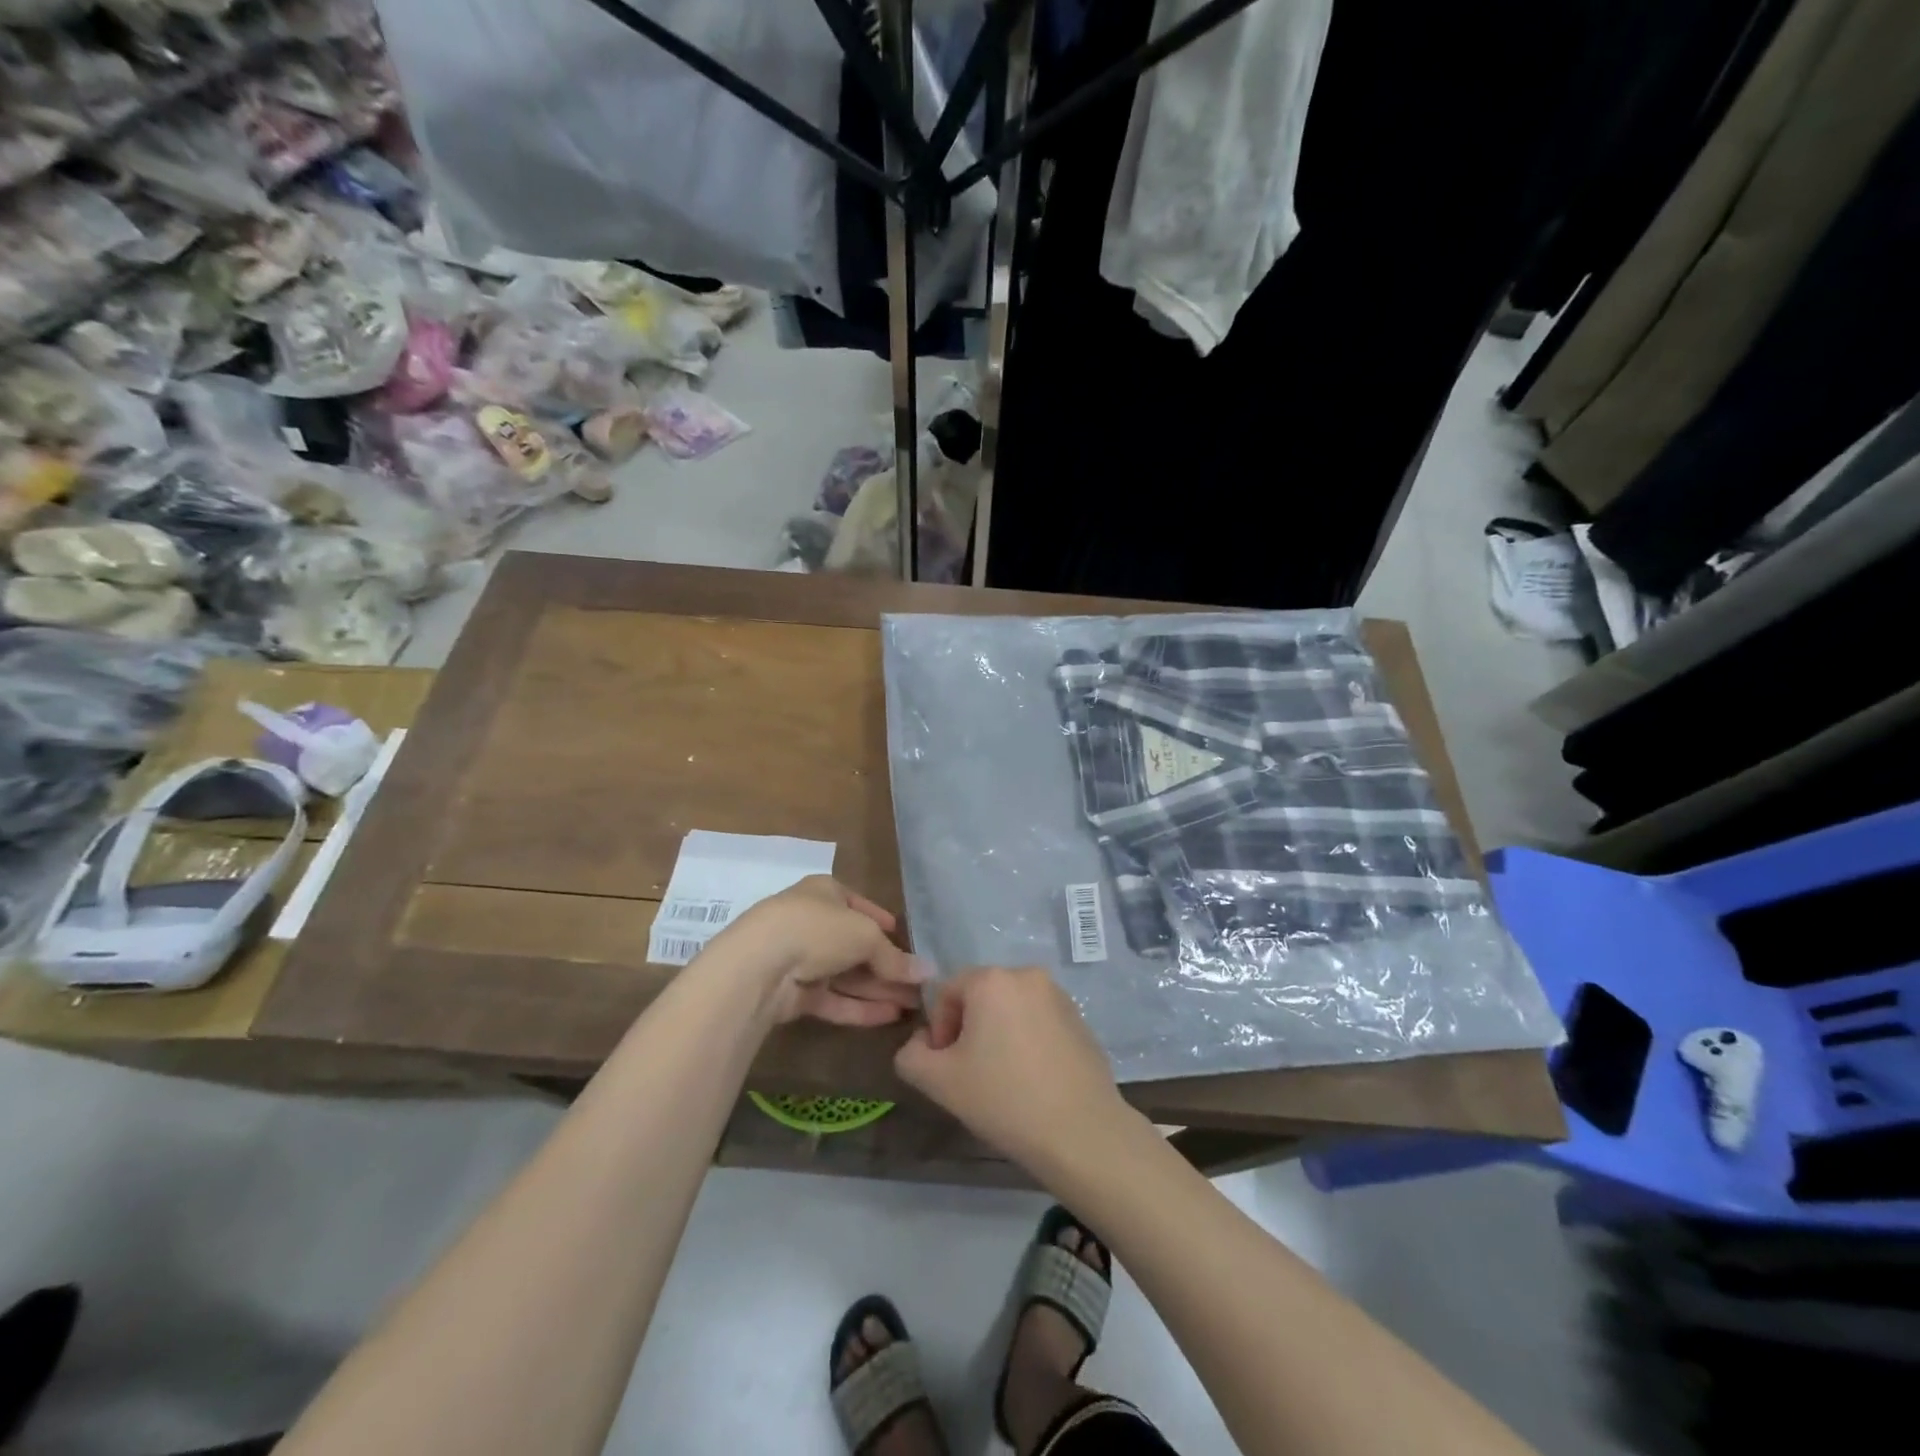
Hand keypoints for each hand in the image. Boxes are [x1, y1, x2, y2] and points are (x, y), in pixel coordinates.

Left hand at [700, 875, 927, 1027]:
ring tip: (913, 1005)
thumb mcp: (866, 935)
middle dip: (888, 965)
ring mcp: (800, 959)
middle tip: (919, 984)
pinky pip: (833, 999)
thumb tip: (927, 972)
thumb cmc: (817, 929)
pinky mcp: (793, 994)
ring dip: (879, 989)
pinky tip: (890, 1016)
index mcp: (824, 892)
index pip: (858, 905)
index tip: (904, 937)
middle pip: (855, 945)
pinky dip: (860, 1007)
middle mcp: (811, 922)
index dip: (882, 921)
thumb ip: (894, 957)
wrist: (759, 966)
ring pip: (846, 975)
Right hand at [895, 966, 1133, 1177]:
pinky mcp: (1080, 1018)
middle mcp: (1027, 975)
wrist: (1081, 1132)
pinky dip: (1027, 1041)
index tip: (948, 1068)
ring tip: (1003, 1079)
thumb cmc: (1004, 1099)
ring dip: (998, 1035)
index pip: (947, 992)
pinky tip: (1032, 1079)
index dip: (940, 1030)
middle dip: (969, 1030)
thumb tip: (922, 1042)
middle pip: (980, 997)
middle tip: (972, 1074)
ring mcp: (1058, 995)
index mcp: (992, 980)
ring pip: (1010, 1009)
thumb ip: (911, 1054)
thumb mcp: (938, 1081)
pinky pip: (1038, 1021)